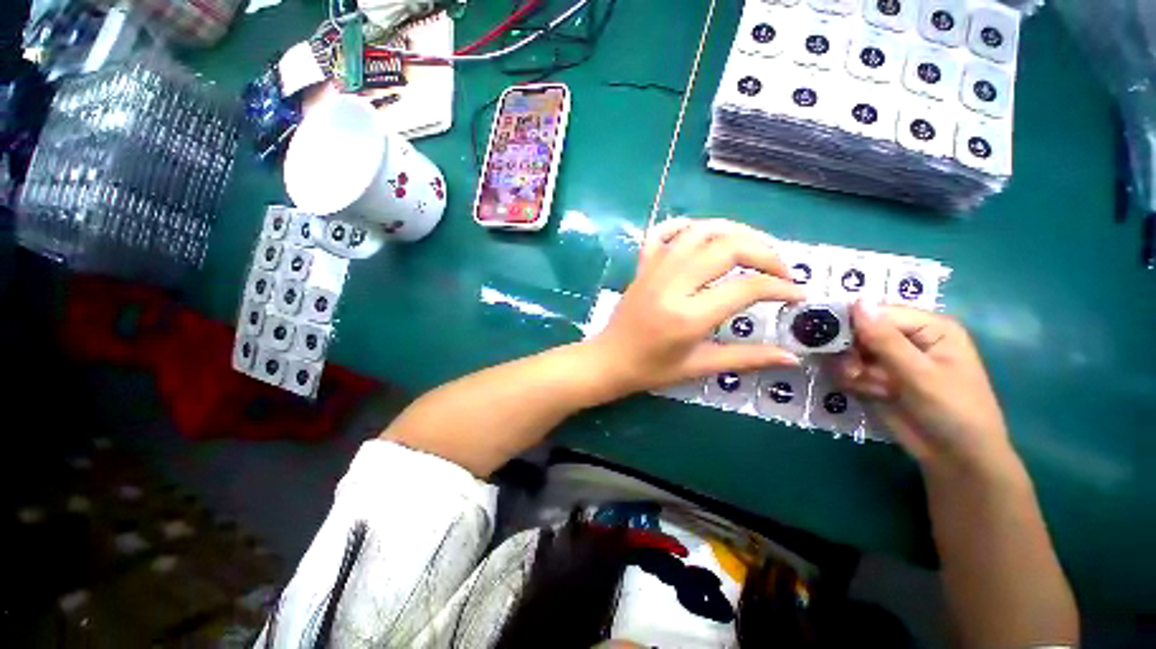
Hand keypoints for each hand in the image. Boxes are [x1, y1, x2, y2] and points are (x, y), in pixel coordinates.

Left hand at [590, 218, 804, 395]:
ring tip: (752, 247)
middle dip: (765, 252)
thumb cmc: (651, 369)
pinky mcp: (642, 265)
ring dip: (733, 231)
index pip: (746, 287)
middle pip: (728, 247)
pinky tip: (704, 235)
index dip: (780, 287)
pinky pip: (663, 232)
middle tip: (780, 270)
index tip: (797, 294)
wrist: (608, 360)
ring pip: (699, 231)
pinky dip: (686, 226)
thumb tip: (791, 357)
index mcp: (688, 316)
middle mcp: (672, 284)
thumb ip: (746, 358)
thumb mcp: (699, 367)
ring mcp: (654, 270)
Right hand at [834, 302, 1015, 472]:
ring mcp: (890, 359)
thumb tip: (857, 301)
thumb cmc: (952, 410)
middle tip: (853, 371)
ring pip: (849, 352)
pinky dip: (853, 382)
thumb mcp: (920, 374)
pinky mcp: (877, 377)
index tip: (835, 343)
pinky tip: (869, 394)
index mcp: (928, 327)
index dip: (852, 324)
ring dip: (851, 370)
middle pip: (859, 331)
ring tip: (867, 387)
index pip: (877, 312)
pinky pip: (849, 370)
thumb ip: (885, 340)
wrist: (956, 458)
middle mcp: (907, 338)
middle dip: (851, 352)